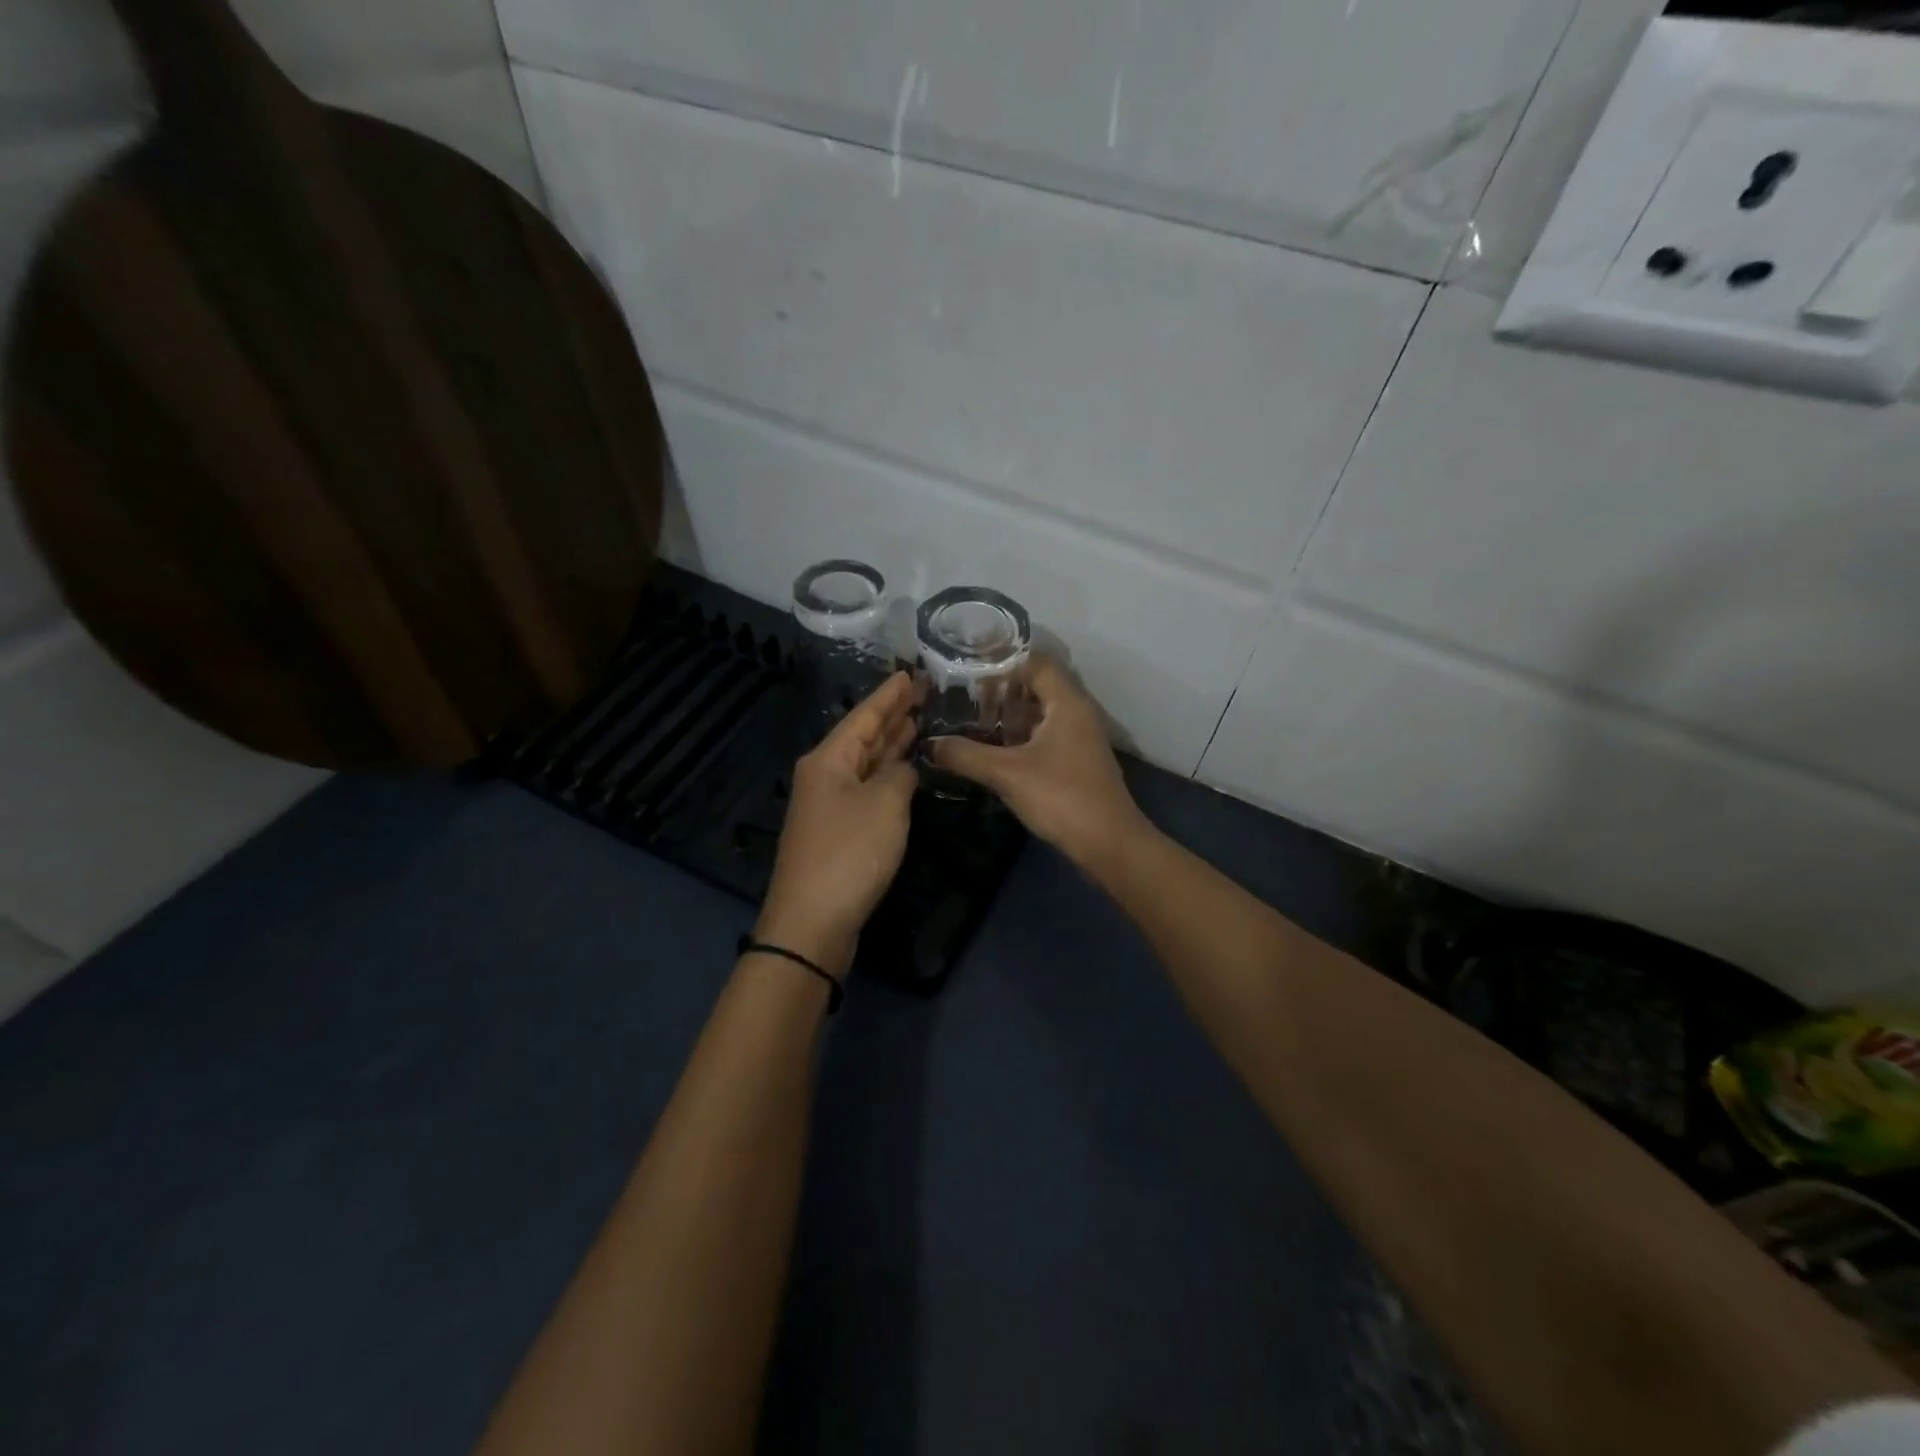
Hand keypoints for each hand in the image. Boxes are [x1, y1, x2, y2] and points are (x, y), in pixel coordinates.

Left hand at [755, 672, 921, 976]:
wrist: (813, 921)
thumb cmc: (850, 853)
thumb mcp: (885, 804)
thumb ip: (900, 775)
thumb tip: (902, 770)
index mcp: (829, 760)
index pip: (864, 716)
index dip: (889, 696)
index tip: (909, 674)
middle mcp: (825, 776)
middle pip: (862, 737)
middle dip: (892, 716)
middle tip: (922, 693)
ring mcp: (829, 805)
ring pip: (865, 763)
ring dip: (890, 744)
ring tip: (918, 722)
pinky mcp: (838, 831)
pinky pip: (867, 788)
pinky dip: (887, 775)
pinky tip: (904, 770)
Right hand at [930, 656, 1147, 866]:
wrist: (1109, 844)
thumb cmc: (1061, 797)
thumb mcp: (1006, 774)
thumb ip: (965, 755)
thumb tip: (929, 745)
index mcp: (1067, 702)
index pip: (1036, 663)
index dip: (1003, 664)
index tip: (970, 674)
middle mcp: (1079, 713)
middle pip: (1039, 687)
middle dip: (1003, 692)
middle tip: (966, 700)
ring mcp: (1082, 738)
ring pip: (1043, 713)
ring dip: (1013, 716)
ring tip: (975, 724)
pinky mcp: (1080, 761)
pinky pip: (1049, 735)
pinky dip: (1024, 737)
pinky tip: (999, 753)